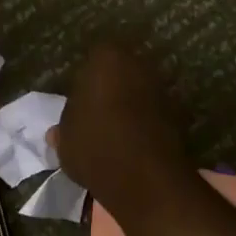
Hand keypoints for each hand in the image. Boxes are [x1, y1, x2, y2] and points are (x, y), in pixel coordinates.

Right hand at [52, 40, 196, 214]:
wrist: (145, 177)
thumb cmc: (95, 146)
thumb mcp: (66, 140)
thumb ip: (64, 129)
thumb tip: (56, 132)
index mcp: (106, 59)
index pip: (93, 59)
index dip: (85, 80)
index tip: (79, 100)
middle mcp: (138, 64)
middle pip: (119, 72)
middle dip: (109, 89)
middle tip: (95, 114)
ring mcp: (161, 87)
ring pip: (138, 91)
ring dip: (129, 106)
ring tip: (113, 132)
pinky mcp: (178, 113)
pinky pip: (153, 113)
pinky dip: (145, 123)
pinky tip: (132, 143)